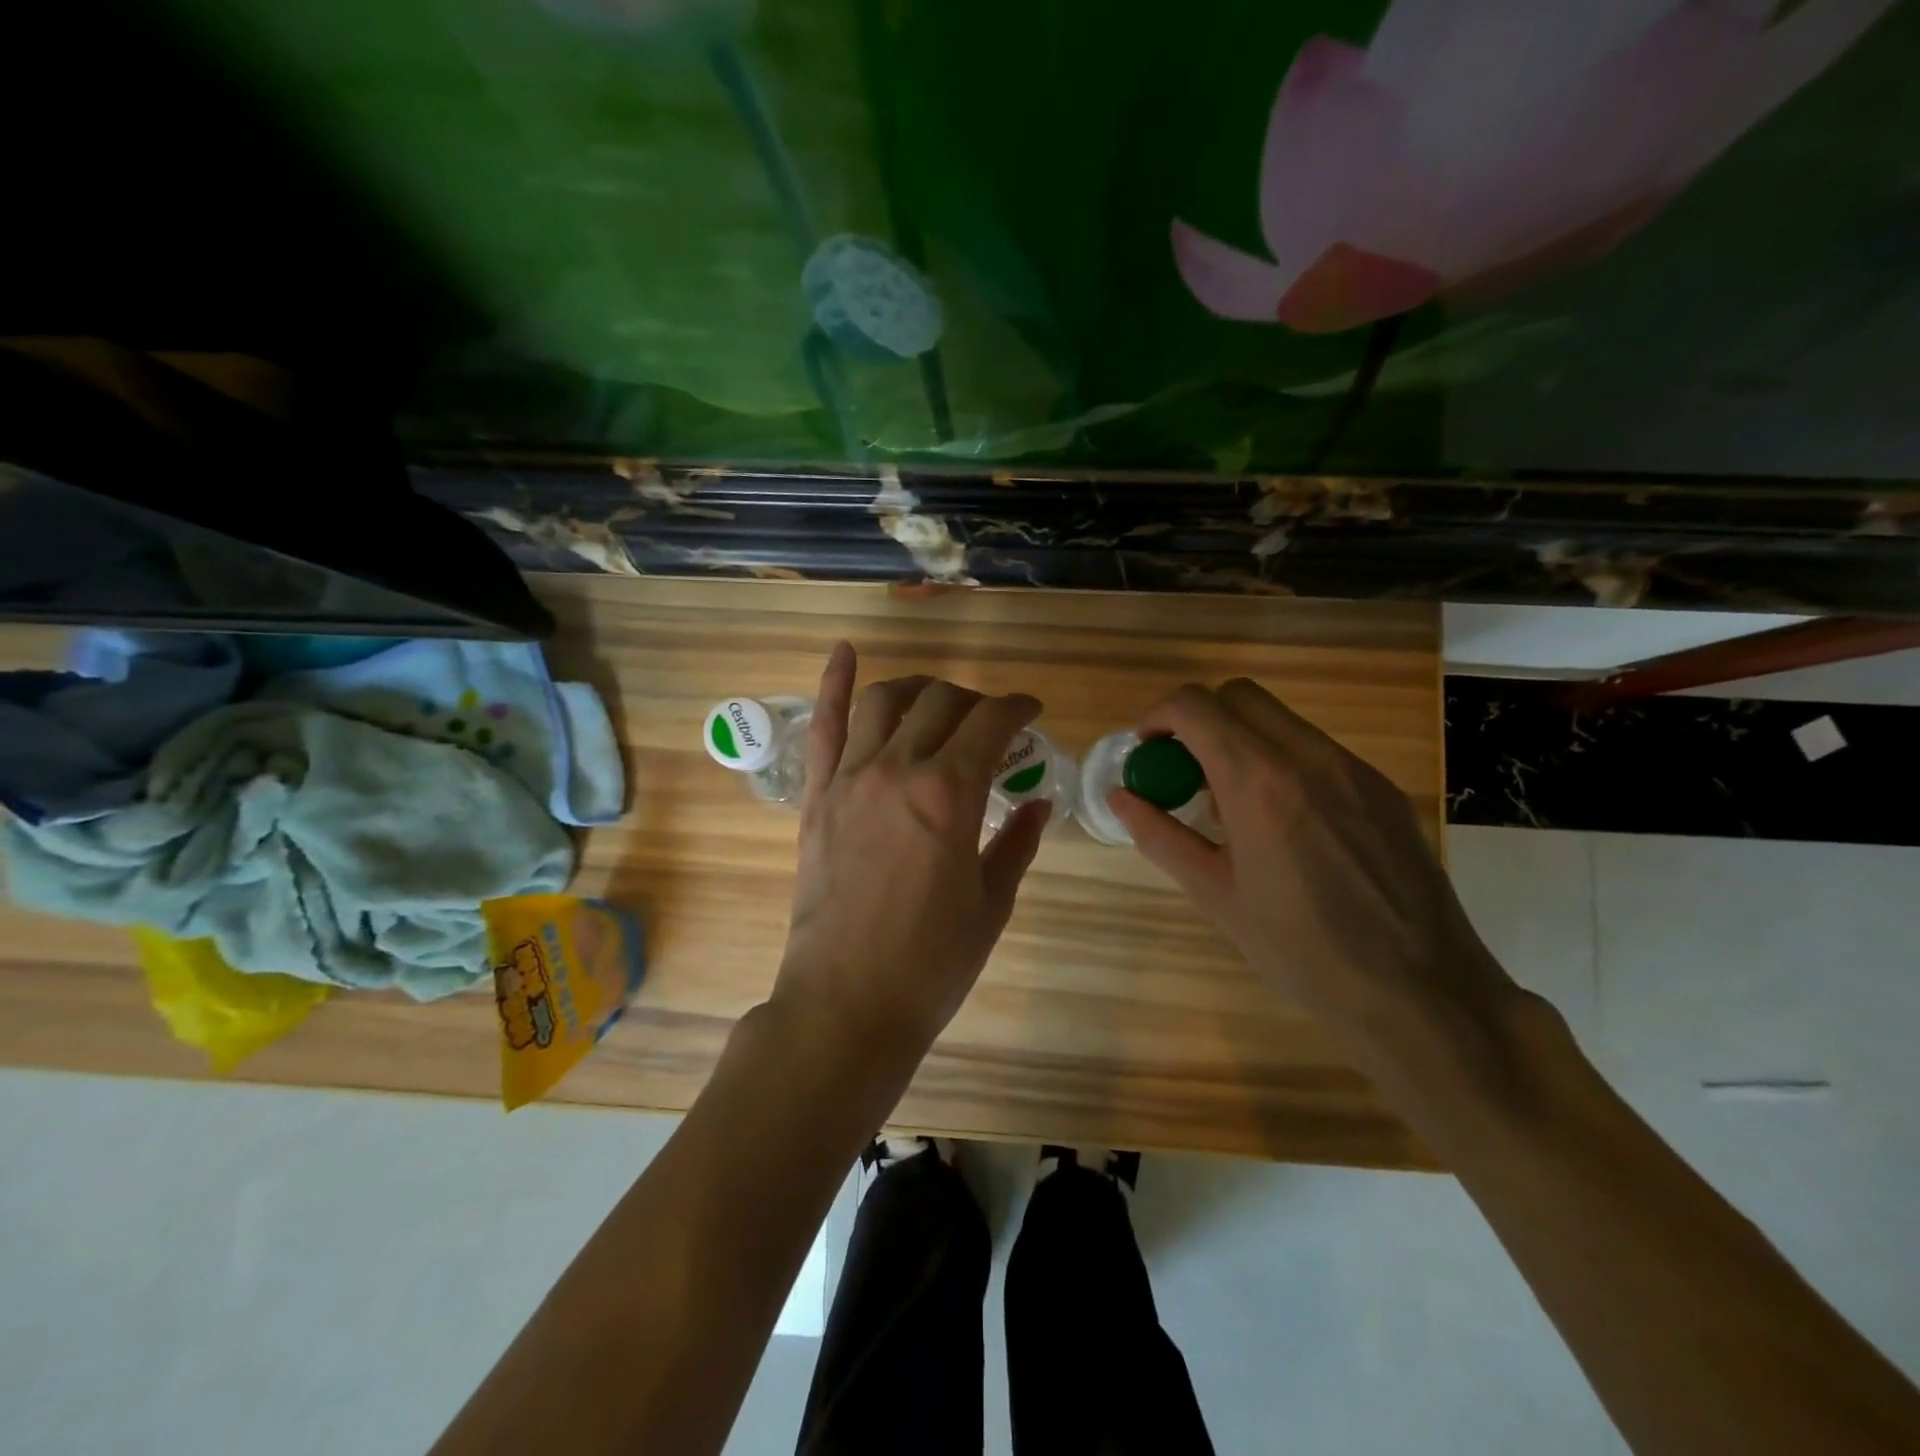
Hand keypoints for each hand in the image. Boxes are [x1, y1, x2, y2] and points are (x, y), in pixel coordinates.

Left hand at [769, 644, 1051, 1063]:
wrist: (848, 1003)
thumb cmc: (931, 962)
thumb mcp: (991, 903)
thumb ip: (1016, 842)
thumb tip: (1039, 801)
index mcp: (950, 793)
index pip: (991, 722)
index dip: (1018, 707)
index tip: (1031, 713)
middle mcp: (898, 769)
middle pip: (941, 702)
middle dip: (974, 701)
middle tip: (989, 723)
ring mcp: (850, 779)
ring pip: (885, 701)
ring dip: (918, 687)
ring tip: (935, 697)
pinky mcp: (817, 797)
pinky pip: (823, 727)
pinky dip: (833, 684)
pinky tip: (845, 651)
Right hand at [1108, 679, 1517, 1052]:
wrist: (1420, 992)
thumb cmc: (1300, 950)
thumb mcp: (1215, 894)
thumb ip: (1160, 835)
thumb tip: (1119, 797)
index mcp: (1258, 782)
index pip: (1195, 707)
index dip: (1158, 716)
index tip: (1147, 750)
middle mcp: (1308, 757)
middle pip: (1238, 695)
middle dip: (1200, 719)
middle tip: (1185, 770)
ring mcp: (1354, 769)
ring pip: (1282, 720)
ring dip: (1242, 739)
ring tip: (1235, 805)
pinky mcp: (1383, 789)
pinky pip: (1318, 751)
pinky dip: (1283, 762)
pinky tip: (1287, 825)